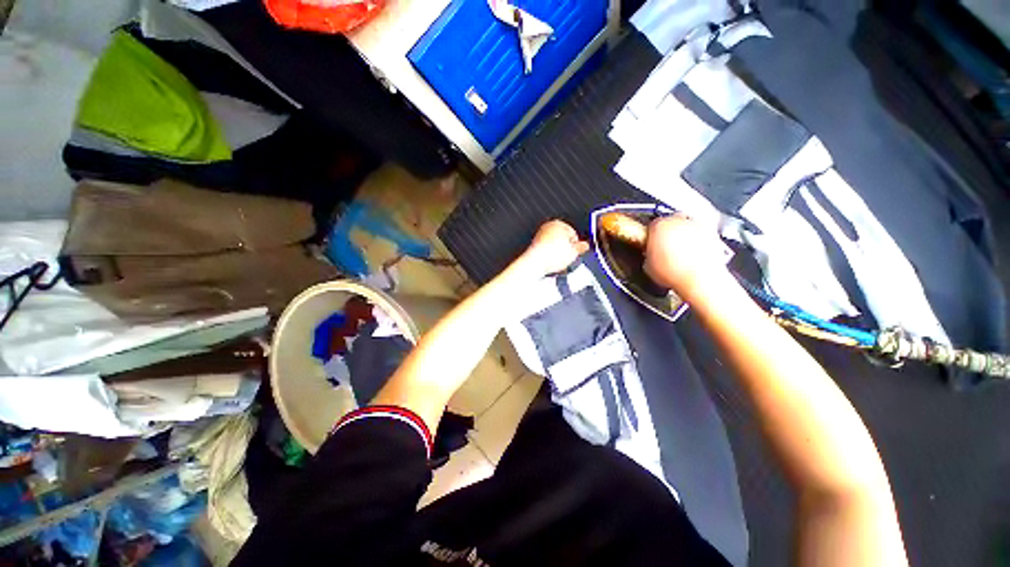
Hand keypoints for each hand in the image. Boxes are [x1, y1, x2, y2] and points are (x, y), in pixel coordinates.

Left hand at [520, 220, 589, 276]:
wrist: (535, 263)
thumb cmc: (552, 255)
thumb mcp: (573, 252)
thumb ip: (581, 247)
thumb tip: (585, 246)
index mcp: (559, 223)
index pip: (574, 234)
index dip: (576, 245)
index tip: (576, 253)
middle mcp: (548, 226)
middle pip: (563, 239)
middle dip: (566, 248)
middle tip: (567, 258)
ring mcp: (540, 235)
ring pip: (554, 245)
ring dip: (558, 253)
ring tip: (558, 262)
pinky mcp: (534, 245)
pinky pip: (546, 250)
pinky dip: (549, 256)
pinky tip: (551, 262)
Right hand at [644, 214, 731, 296]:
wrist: (699, 279)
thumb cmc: (674, 272)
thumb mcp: (648, 266)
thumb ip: (648, 253)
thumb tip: (650, 254)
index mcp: (658, 226)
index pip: (651, 225)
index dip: (651, 236)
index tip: (651, 244)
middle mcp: (678, 220)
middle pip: (670, 222)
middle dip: (667, 233)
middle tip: (665, 248)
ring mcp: (696, 225)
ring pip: (686, 226)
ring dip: (683, 235)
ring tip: (681, 253)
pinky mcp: (711, 232)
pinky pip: (700, 233)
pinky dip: (697, 240)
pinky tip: (694, 254)